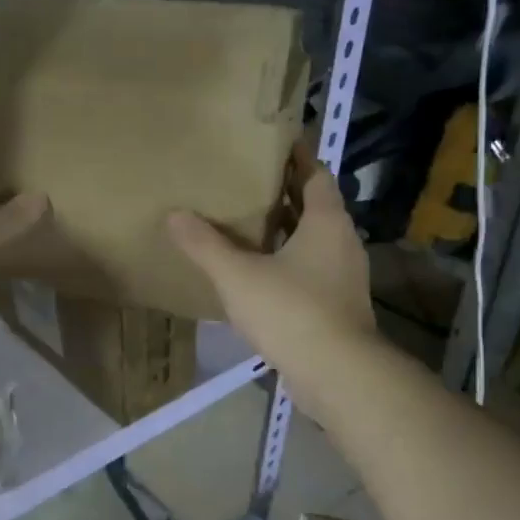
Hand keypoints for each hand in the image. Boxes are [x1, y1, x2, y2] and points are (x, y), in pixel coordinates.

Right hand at [165, 147, 374, 381]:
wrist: (338, 374)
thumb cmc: (291, 312)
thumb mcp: (237, 275)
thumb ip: (205, 245)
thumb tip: (174, 215)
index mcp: (326, 222)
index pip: (315, 175)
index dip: (296, 157)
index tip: (272, 144)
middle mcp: (342, 243)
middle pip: (315, 207)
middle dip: (285, 194)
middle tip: (247, 183)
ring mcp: (344, 277)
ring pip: (313, 242)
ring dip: (286, 232)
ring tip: (248, 225)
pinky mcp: (338, 307)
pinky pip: (311, 272)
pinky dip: (289, 264)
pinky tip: (259, 274)